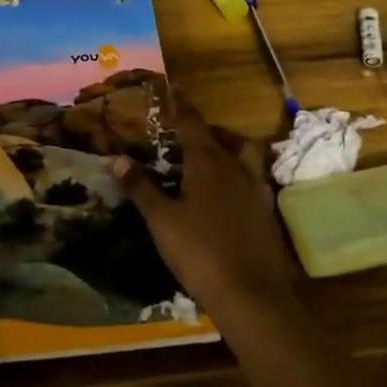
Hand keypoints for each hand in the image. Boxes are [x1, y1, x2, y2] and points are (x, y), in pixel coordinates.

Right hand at [113, 102, 299, 327]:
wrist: (253, 297)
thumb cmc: (201, 253)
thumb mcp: (162, 221)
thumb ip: (141, 188)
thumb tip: (118, 159)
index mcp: (209, 163)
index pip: (192, 124)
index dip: (180, 106)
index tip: (172, 90)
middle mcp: (237, 169)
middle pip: (226, 138)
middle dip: (208, 131)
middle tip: (190, 137)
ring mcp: (257, 192)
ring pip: (247, 157)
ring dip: (231, 151)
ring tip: (211, 163)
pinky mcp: (269, 215)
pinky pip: (254, 182)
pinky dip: (240, 179)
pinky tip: (227, 198)